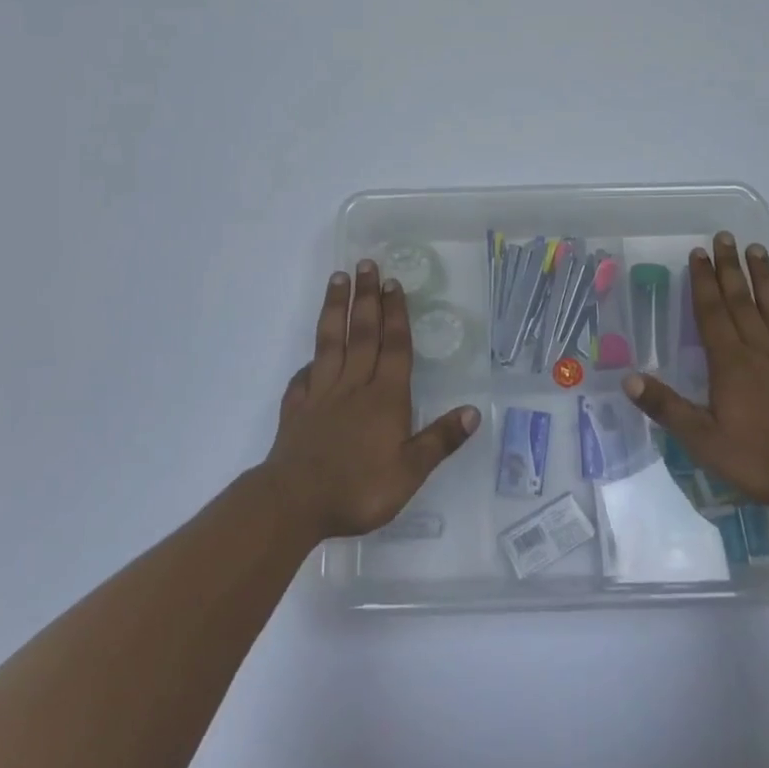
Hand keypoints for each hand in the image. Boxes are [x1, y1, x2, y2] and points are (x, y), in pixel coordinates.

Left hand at [263, 260, 480, 542]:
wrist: (295, 503)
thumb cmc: (358, 489)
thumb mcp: (409, 472)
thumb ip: (440, 440)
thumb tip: (473, 411)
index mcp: (385, 397)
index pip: (394, 346)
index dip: (395, 313)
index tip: (393, 282)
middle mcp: (354, 385)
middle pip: (362, 333)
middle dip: (366, 297)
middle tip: (366, 264)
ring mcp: (322, 394)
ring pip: (330, 342)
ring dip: (336, 308)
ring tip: (337, 279)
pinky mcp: (297, 409)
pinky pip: (303, 377)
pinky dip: (308, 362)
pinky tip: (310, 356)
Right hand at [622, 233, 768, 521]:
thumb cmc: (764, 462)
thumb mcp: (706, 443)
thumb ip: (668, 408)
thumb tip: (628, 378)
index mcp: (732, 363)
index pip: (712, 312)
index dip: (703, 281)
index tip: (698, 252)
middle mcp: (762, 349)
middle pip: (742, 299)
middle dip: (730, 267)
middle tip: (724, 235)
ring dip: (764, 276)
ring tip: (756, 248)